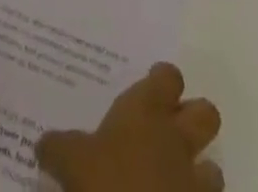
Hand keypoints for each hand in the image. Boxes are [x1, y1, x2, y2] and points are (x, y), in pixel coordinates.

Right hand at [36, 63, 222, 191]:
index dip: (163, 81)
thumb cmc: (103, 184)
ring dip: (200, 174)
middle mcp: (177, 139)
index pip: (168, 77)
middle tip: (171, 131)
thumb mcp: (70, 161)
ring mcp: (194, 182)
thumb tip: (43, 143)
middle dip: (194, 120)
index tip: (151, 88)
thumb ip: (59, 146)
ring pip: (214, 167)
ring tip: (176, 182)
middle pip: (206, 113)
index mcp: (147, 111)